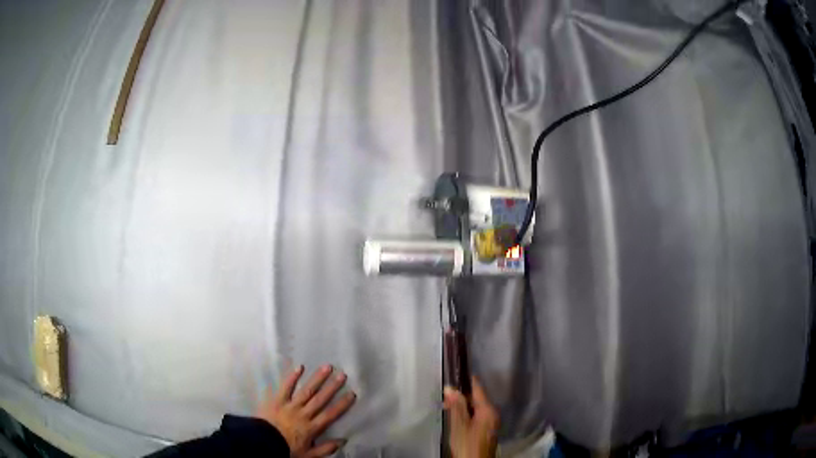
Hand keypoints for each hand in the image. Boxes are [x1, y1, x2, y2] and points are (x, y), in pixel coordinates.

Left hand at [256, 364, 355, 456]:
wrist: (262, 443)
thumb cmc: (286, 450)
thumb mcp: (309, 455)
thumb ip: (326, 449)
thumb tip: (343, 440)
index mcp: (311, 428)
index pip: (330, 414)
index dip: (342, 404)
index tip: (352, 393)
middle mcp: (303, 414)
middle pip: (320, 399)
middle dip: (332, 387)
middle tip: (342, 375)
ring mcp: (289, 406)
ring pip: (306, 391)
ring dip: (317, 378)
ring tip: (327, 367)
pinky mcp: (277, 400)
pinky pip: (285, 387)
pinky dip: (292, 377)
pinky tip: (300, 367)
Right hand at [444, 377, 498, 457]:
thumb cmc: (467, 444)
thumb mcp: (459, 425)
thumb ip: (456, 406)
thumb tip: (450, 388)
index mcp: (488, 410)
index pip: (478, 388)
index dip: (466, 380)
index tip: (455, 371)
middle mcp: (493, 413)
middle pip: (477, 398)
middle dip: (461, 395)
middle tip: (444, 395)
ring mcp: (491, 422)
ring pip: (476, 408)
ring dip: (462, 406)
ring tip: (446, 406)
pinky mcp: (487, 430)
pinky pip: (477, 416)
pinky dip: (466, 414)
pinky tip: (456, 418)